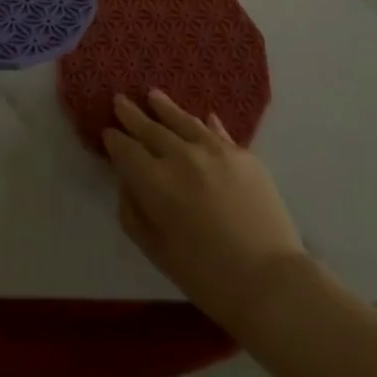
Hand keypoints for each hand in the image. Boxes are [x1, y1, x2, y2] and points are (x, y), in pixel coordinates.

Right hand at [104, 90, 303, 327]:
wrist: (270, 281)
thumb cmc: (206, 276)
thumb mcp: (156, 250)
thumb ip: (134, 212)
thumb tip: (128, 182)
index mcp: (155, 181)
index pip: (126, 150)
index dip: (114, 140)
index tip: (107, 132)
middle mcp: (181, 155)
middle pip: (151, 129)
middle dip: (132, 115)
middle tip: (120, 100)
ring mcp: (215, 150)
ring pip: (183, 121)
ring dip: (165, 108)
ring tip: (153, 95)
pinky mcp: (243, 155)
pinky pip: (218, 133)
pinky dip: (206, 124)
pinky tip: (203, 117)